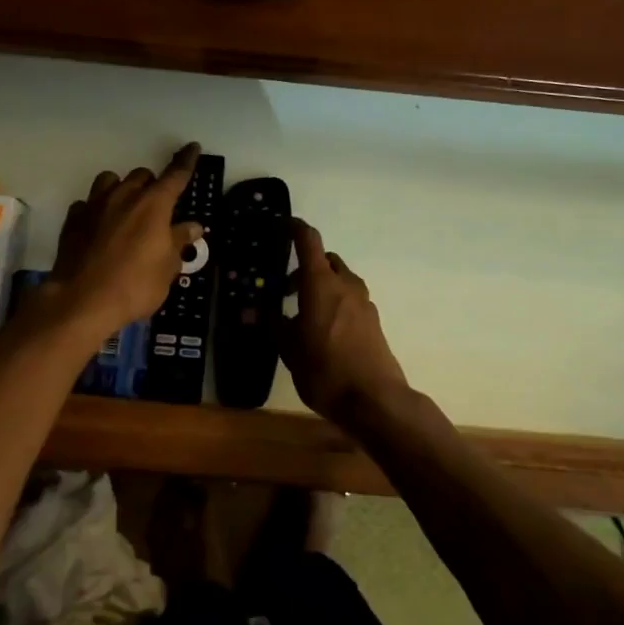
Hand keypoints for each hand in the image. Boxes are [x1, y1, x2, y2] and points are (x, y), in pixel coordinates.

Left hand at [45, 144, 204, 341]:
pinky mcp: (73, 220)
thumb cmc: (135, 285)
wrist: (82, 301)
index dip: (186, 161)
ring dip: (121, 189)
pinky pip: (87, 203)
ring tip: (125, 209)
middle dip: (152, 186)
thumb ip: (179, 242)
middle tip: (156, 209)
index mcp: (154, 205)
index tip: (193, 148)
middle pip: (141, 175)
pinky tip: (99, 227)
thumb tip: (192, 226)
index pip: (175, 175)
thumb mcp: (167, 268)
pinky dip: (96, 210)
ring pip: (110, 180)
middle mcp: (124, 196)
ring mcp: (94, 205)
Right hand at [280, 218, 409, 424]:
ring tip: (303, 313)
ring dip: (322, 285)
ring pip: (341, 280)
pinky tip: (324, 330)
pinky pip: (350, 299)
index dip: (296, 228)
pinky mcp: (373, 321)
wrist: (374, 399)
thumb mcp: (289, 349)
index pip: (309, 241)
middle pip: (326, 260)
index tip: (284, 224)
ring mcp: (364, 303)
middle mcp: (345, 285)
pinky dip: (335, 302)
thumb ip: (273, 324)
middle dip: (306, 267)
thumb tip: (249, 310)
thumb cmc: (325, 370)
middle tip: (286, 288)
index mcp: (321, 284)